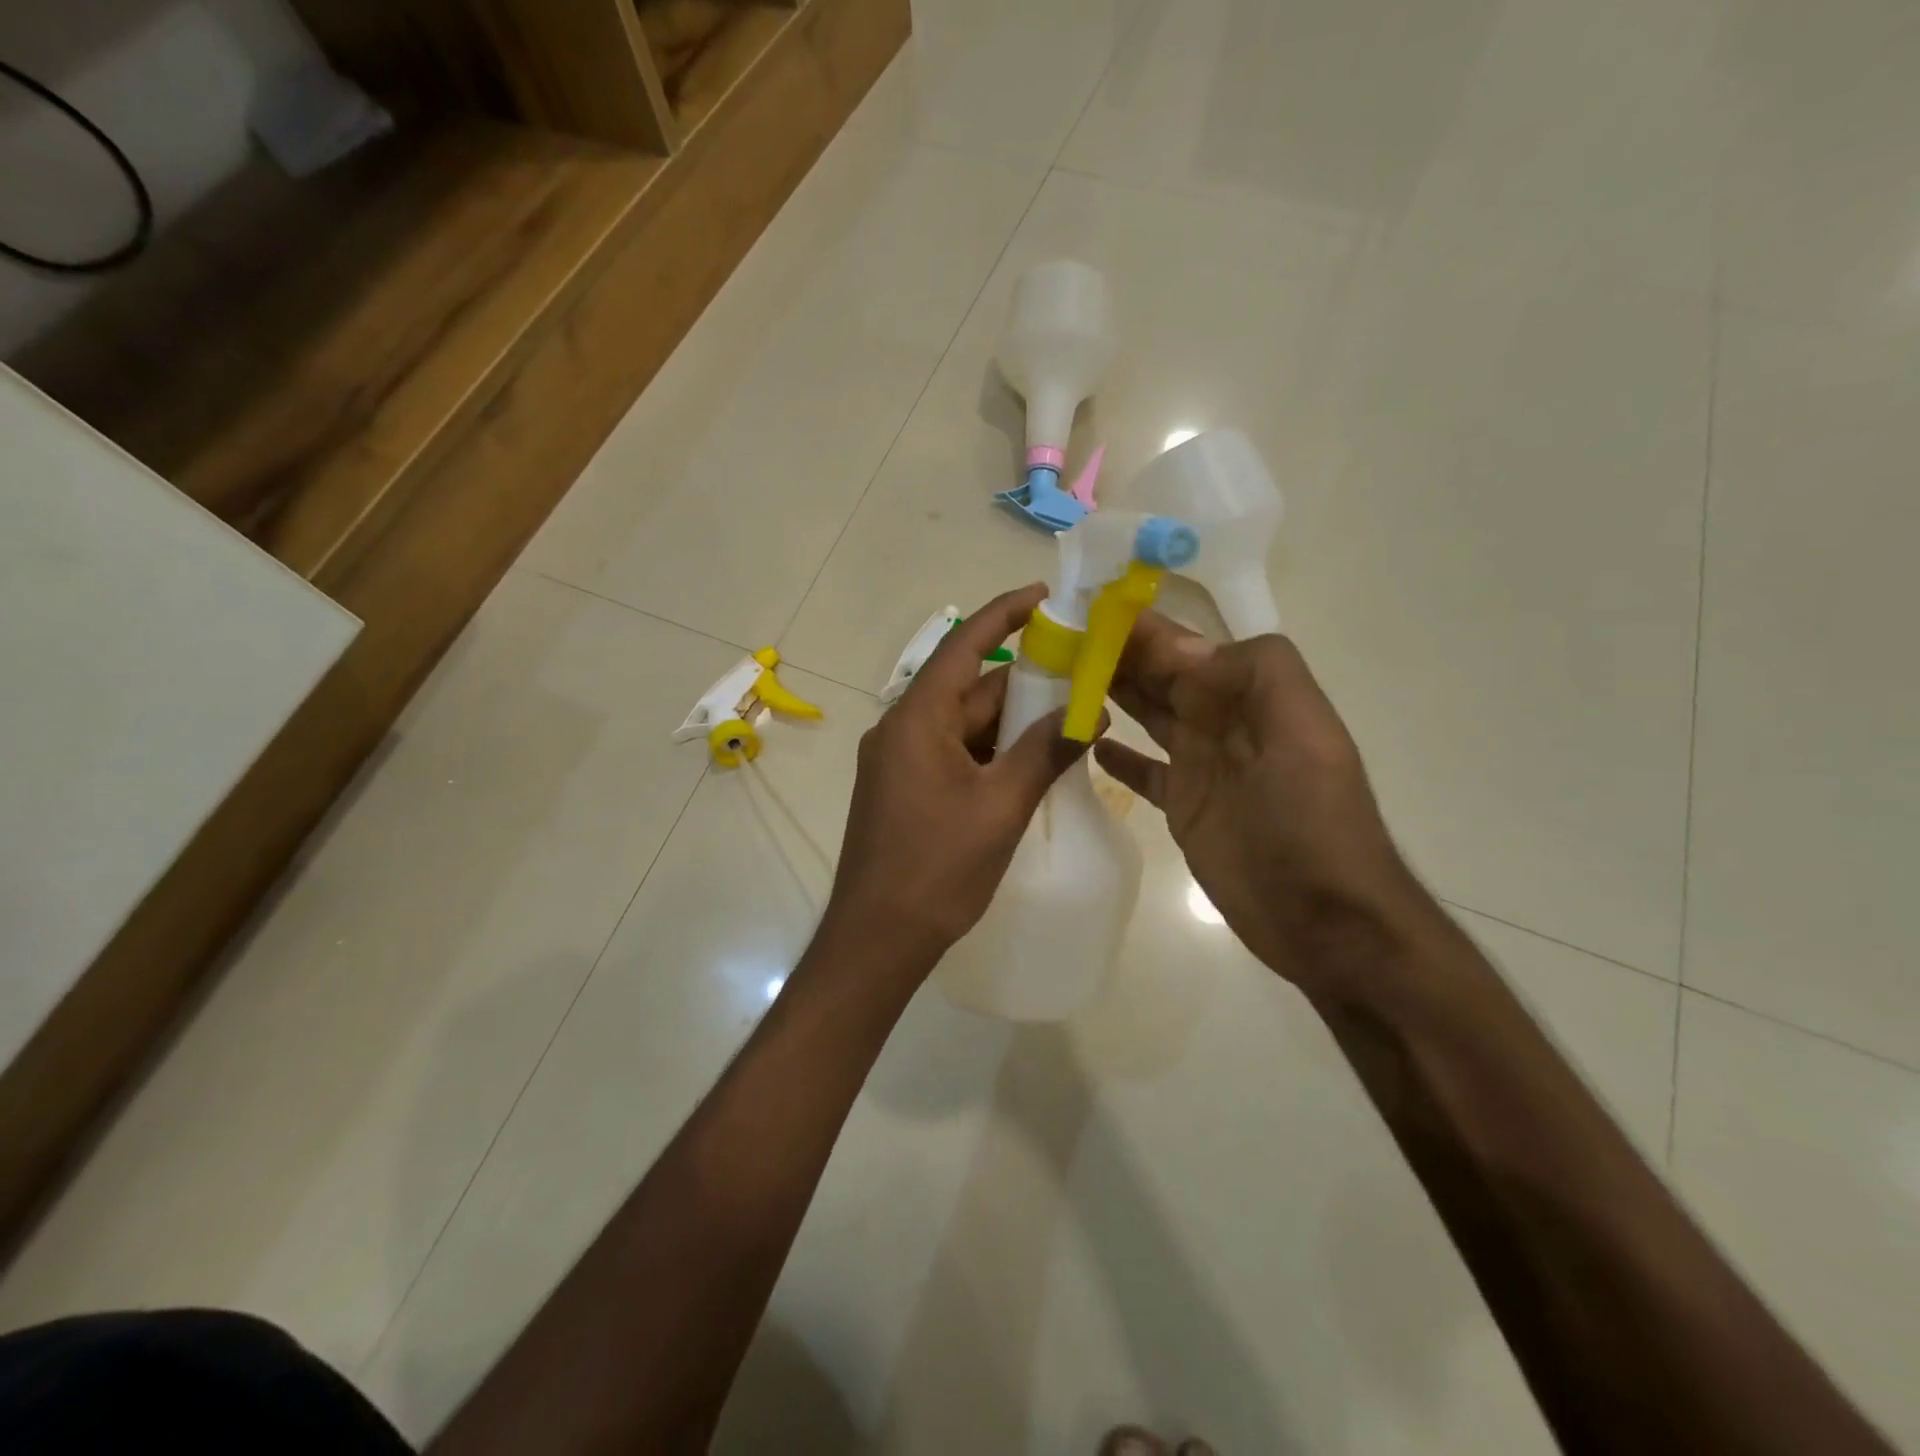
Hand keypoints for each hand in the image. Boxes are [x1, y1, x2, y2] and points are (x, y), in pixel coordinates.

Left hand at [825, 584, 1091, 966]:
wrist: (878, 938)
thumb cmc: (938, 867)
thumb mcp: (1001, 805)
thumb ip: (1046, 751)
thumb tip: (1089, 711)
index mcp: (918, 719)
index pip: (964, 645)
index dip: (1005, 614)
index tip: (1046, 595)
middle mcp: (902, 728)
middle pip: (969, 687)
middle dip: (1025, 681)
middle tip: (1081, 674)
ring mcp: (900, 760)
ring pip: (964, 723)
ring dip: (1011, 721)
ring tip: (1069, 718)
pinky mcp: (904, 788)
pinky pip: (954, 751)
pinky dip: (991, 750)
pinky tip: (1031, 760)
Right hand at [1093, 613, 1426, 992]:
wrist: (1325, 918)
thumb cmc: (1311, 822)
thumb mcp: (1303, 735)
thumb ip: (1256, 674)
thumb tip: (1181, 646)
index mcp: (1249, 696)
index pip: (1184, 647)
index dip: (1140, 627)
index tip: (1085, 610)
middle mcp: (1222, 721)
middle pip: (1160, 676)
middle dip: (1114, 655)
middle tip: (1057, 643)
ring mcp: (1201, 765)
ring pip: (1148, 715)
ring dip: (1110, 693)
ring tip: (1061, 680)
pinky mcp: (1184, 807)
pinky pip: (1145, 771)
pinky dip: (1120, 756)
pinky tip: (1089, 742)